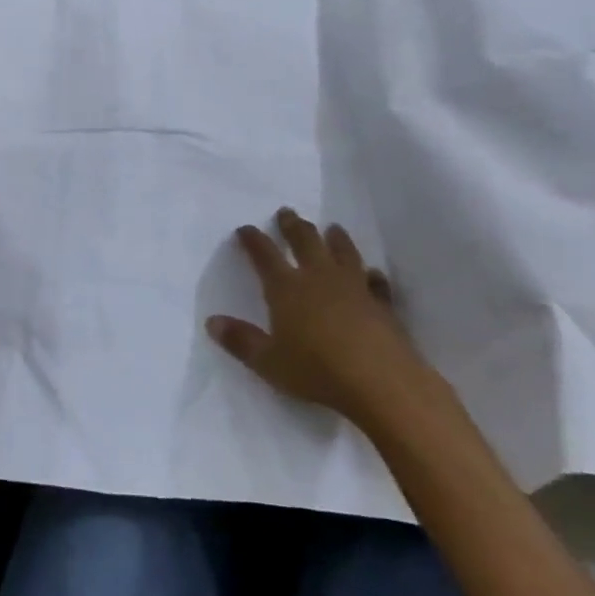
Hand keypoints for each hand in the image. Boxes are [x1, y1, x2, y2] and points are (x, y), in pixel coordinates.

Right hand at [207, 208, 435, 432]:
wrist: (381, 383)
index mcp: (287, 288)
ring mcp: (354, 288)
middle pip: (305, 242)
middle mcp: (319, 278)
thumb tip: (212, 322)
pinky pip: (375, 283)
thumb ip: (240, 341)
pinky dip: (372, 275)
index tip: (245, 228)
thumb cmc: (317, 371)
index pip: (265, 255)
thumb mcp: (268, 362)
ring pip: (343, 253)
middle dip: (293, 226)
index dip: (253, 240)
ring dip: (336, 239)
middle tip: (287, 212)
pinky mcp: (382, 305)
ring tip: (332, 228)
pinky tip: (372, 273)